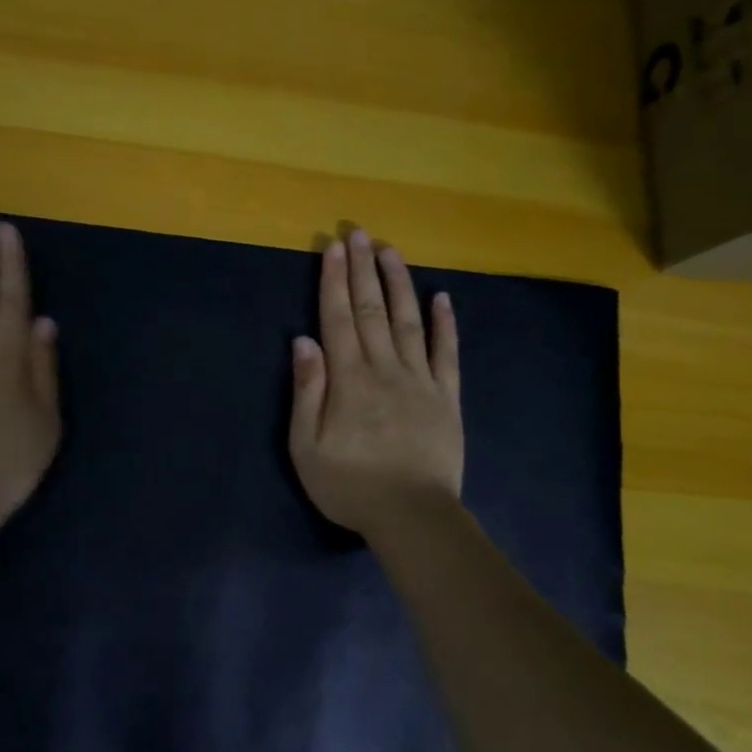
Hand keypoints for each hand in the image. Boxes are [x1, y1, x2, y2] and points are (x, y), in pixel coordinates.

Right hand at [289, 226, 462, 538]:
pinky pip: (447, 353)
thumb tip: (303, 341)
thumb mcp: (307, 446)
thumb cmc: (350, 485)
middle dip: (363, 270)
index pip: (338, 318)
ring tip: (392, 252)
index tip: (334, 248)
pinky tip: (443, 298)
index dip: (334, 281)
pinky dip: (446, 324)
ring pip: (409, 321)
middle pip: (372, 310)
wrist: (413, 517)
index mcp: (349, 379)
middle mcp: (385, 368)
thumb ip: (307, 391)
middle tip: (360, 234)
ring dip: (400, 284)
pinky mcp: (447, 397)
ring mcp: (421, 380)